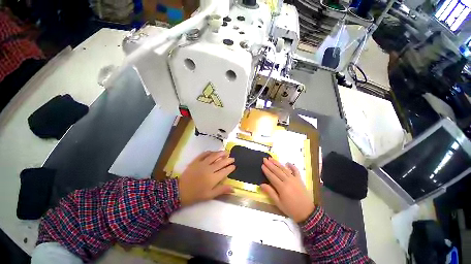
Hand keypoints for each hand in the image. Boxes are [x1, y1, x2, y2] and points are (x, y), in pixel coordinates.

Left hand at [178, 151, 234, 206]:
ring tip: (226, 152)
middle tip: (232, 158)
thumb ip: (222, 190)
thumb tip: (233, 188)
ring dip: (221, 153)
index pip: (225, 171)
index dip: (230, 168)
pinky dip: (209, 152)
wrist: (180, 191)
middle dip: (228, 160)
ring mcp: (202, 164)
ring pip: (214, 156)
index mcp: (213, 178)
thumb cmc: (196, 195)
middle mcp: (209, 169)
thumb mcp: (210, 195)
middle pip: (221, 162)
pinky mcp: (196, 161)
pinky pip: (204, 154)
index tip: (234, 166)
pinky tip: (213, 152)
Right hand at [261, 158, 314, 222]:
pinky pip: (296, 171)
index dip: (266, 170)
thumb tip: (261, 184)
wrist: (307, 213)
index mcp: (282, 187)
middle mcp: (288, 181)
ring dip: (277, 163)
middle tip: (265, 159)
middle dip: (270, 164)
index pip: (272, 176)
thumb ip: (270, 192)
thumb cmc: (291, 209)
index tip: (262, 165)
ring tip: (271, 158)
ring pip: (284, 169)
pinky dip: (292, 166)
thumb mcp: (278, 203)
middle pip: (277, 171)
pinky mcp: (300, 180)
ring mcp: (294, 179)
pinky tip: (288, 162)